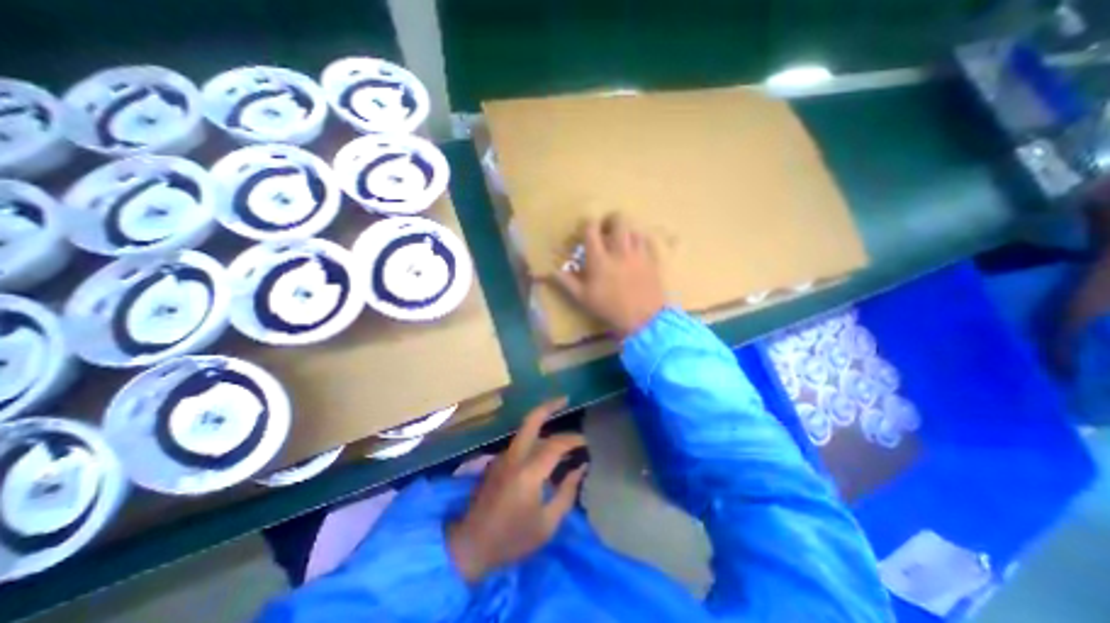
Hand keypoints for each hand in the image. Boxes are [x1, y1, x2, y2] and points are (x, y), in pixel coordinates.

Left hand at [451, 398, 588, 584]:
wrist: (470, 546)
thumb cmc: (512, 539)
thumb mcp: (547, 524)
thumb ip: (567, 492)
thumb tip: (580, 468)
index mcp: (528, 472)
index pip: (556, 444)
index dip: (574, 440)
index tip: (586, 443)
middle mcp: (514, 457)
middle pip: (531, 420)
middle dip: (549, 405)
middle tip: (565, 399)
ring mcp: (503, 457)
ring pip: (526, 429)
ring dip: (543, 422)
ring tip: (560, 425)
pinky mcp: (497, 462)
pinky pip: (521, 442)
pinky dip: (535, 438)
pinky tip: (545, 449)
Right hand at [555, 213, 667, 339]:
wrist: (642, 320)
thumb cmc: (609, 309)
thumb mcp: (583, 298)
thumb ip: (566, 282)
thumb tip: (549, 271)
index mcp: (600, 259)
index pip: (591, 229)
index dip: (586, 224)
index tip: (584, 231)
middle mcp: (620, 251)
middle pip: (618, 220)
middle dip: (610, 220)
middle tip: (606, 230)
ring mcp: (639, 254)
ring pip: (634, 228)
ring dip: (626, 231)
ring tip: (621, 242)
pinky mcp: (653, 260)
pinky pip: (648, 241)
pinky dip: (641, 241)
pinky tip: (637, 250)